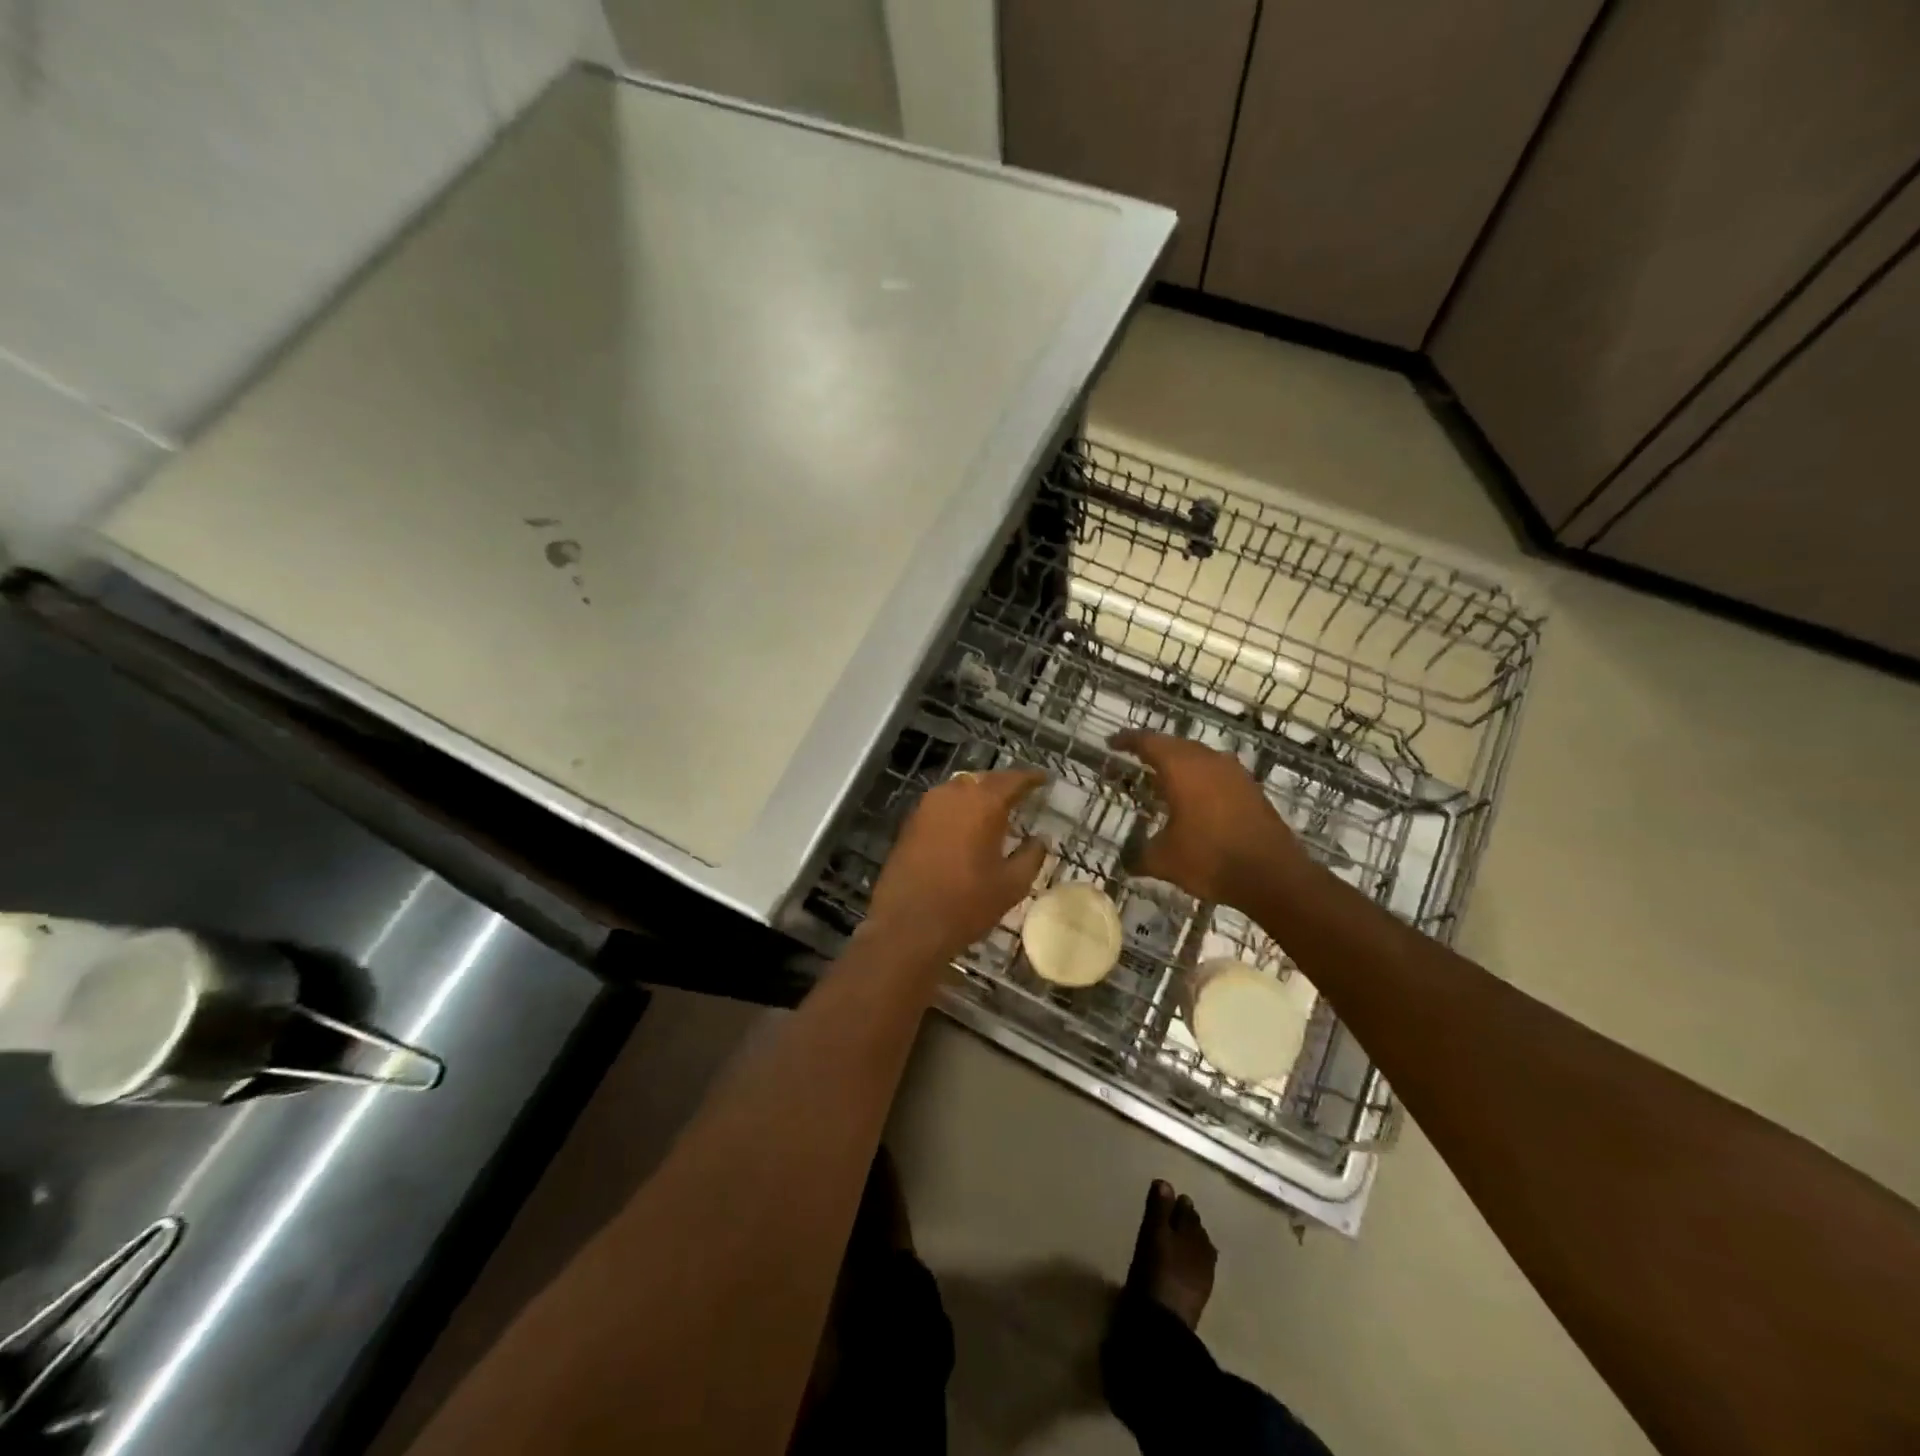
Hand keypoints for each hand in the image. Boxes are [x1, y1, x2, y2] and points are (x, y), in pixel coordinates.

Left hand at [865, 768, 1048, 962]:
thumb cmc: (967, 904)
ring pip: (959, 788)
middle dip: (1003, 784)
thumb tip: (1040, 839)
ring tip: (994, 808)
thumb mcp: (1012, 885)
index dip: (1030, 778)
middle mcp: (954, 795)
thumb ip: (1031, 856)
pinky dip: (958, 807)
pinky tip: (965, 823)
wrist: (908, 925)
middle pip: (984, 779)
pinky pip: (941, 803)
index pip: (1012, 780)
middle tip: (1020, 793)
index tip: (1043, 779)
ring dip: (978, 793)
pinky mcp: (910, 822)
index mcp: (984, 804)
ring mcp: (927, 806)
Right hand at [1110, 730, 1308, 910]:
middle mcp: (1208, 761)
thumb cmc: (1210, 859)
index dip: (1127, 740)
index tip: (1112, 743)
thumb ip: (1140, 856)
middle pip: (1174, 744)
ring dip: (1179, 763)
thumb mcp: (1164, 860)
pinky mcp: (1250, 789)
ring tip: (1163, 779)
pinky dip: (1200, 778)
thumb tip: (1126, 862)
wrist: (1273, 875)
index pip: (1148, 742)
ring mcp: (1234, 773)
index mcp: (1181, 768)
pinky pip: (1217, 773)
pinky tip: (1194, 798)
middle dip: (1153, 750)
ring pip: (1199, 757)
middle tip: (1135, 759)